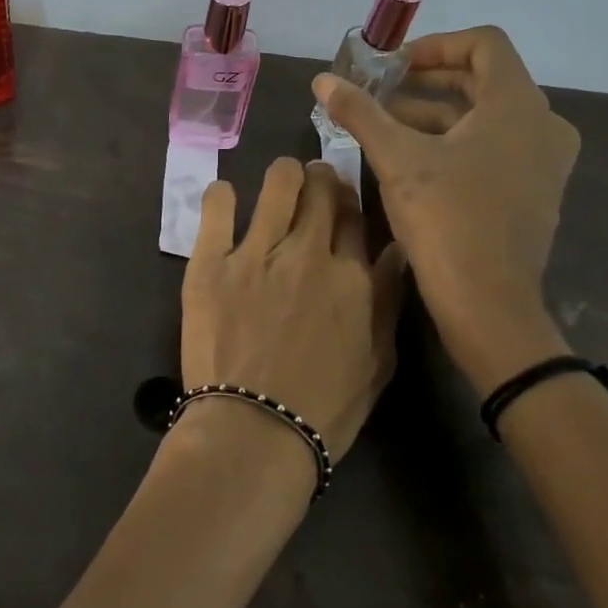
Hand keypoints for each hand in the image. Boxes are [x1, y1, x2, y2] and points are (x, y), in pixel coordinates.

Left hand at [180, 159, 406, 456]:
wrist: (255, 432)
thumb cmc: (324, 409)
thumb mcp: (378, 362)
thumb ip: (389, 301)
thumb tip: (396, 252)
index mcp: (353, 277)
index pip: (356, 216)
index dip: (350, 203)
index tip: (341, 205)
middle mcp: (309, 253)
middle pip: (322, 190)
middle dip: (321, 180)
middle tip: (312, 187)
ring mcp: (257, 254)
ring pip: (279, 183)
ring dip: (284, 175)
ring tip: (279, 184)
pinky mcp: (210, 262)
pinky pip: (217, 205)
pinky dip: (223, 195)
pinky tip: (226, 199)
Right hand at [313, 26, 578, 390]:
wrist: (488, 302)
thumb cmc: (446, 219)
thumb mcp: (396, 159)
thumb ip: (360, 113)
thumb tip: (322, 80)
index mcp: (518, 105)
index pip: (484, 44)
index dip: (435, 45)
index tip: (393, 65)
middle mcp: (542, 125)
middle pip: (484, 80)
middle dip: (428, 82)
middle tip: (382, 92)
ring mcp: (543, 161)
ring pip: (487, 117)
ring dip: (437, 114)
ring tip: (386, 127)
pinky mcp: (534, 192)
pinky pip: (495, 147)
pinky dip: (457, 142)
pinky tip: (414, 162)